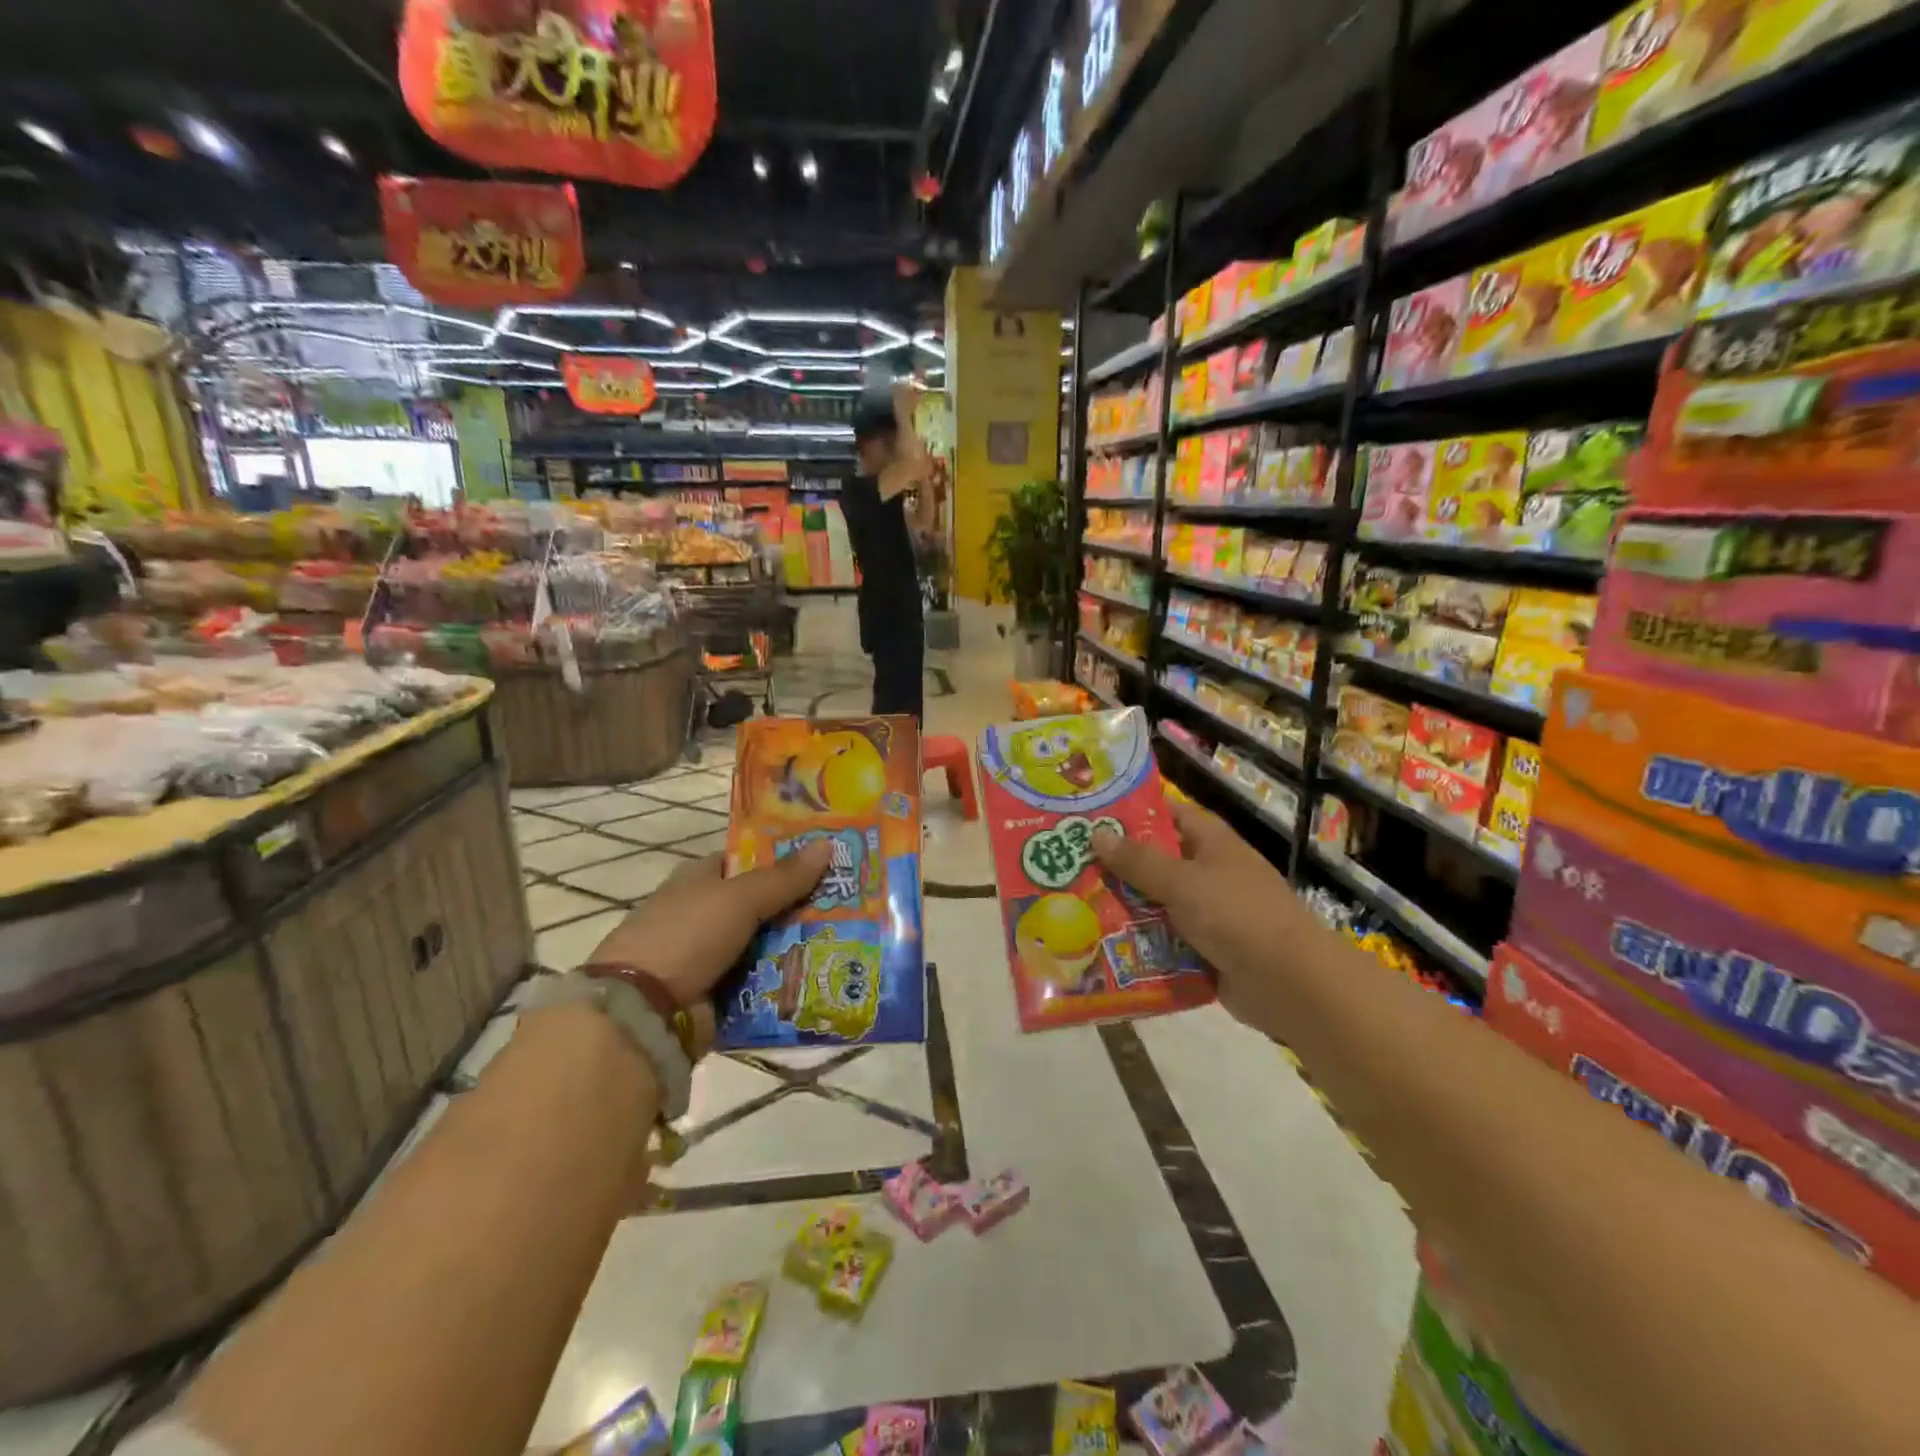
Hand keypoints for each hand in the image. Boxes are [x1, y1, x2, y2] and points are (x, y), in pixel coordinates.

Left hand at [587, 843, 831, 1049]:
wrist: (644, 1012)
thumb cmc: (687, 935)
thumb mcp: (740, 898)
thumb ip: (784, 876)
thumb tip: (828, 843)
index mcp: (699, 879)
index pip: (747, 860)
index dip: (784, 857)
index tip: (826, 858)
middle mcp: (705, 914)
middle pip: (763, 903)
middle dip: (802, 904)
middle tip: (852, 901)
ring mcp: (711, 956)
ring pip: (767, 944)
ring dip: (800, 945)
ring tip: (850, 939)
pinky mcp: (719, 994)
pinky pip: (762, 981)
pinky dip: (787, 980)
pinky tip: (826, 974)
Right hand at [1092, 800, 1309, 1026]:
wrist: (1289, 983)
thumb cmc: (1235, 914)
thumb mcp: (1181, 881)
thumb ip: (1138, 860)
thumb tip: (1098, 834)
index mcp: (1210, 842)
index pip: (1166, 813)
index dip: (1131, 813)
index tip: (1089, 817)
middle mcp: (1209, 871)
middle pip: (1155, 861)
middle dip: (1116, 866)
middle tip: (1066, 866)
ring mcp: (1208, 911)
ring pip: (1156, 902)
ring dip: (1124, 908)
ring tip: (1073, 907)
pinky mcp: (1205, 948)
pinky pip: (1164, 938)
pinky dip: (1141, 942)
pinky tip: (1102, 944)